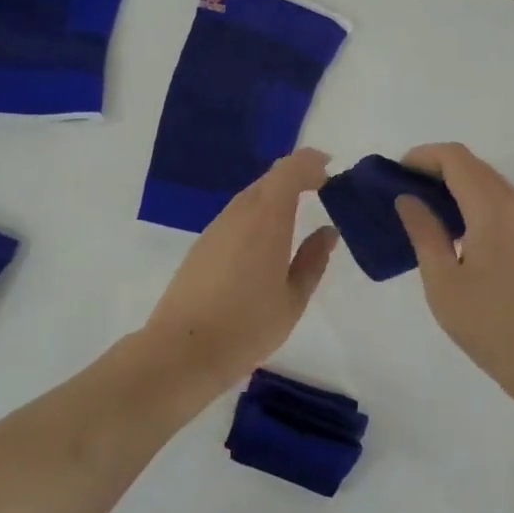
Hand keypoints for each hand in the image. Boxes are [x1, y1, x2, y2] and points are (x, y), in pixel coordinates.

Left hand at [142, 149, 339, 385]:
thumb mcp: (293, 298)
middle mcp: (239, 212)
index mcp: (267, 218)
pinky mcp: (202, 245)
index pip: (290, 170)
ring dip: (275, 197)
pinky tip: (266, 242)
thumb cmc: (248, 325)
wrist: (183, 349)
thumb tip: (327, 231)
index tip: (330, 170)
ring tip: (297, 216)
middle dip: (296, 177)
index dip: (311, 163)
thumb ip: (313, 260)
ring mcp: (216, 227)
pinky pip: (236, 216)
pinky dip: (257, 215)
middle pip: (269, 179)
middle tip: (321, 189)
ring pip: (250, 197)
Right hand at [395, 142, 513, 410]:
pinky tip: (461, 235)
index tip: (395, 175)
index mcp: (493, 208)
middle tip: (405, 195)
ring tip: (428, 215)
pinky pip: (505, 205)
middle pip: (474, 166)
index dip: (422, 157)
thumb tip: (407, 198)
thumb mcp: (444, 283)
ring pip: (491, 185)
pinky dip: (477, 205)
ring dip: (458, 187)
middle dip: (437, 170)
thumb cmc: (494, 325)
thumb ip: (424, 233)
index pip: (455, 158)